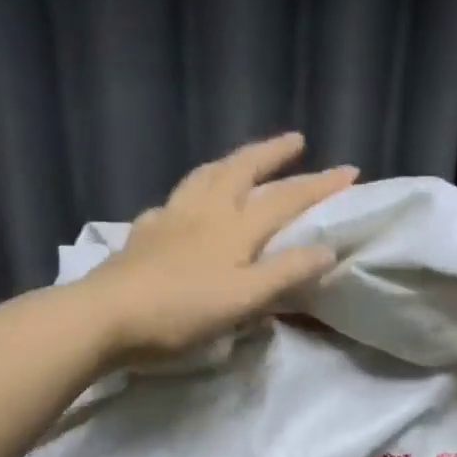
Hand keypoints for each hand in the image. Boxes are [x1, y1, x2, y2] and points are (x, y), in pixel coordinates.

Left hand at [85, 133, 358, 360]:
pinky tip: (185, 206)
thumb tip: (327, 248)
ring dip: (230, 162)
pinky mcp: (143, 233)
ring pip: (205, 176)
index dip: (319, 184)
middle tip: (294, 140)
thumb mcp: (244, 299)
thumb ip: (286, 272)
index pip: (286, 198)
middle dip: (272, 153)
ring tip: (242, 159)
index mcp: (234, 227)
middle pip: (241, 170)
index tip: (350, 171)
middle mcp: (204, 211)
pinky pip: (173, 202)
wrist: (105, 316)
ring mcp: (169, 217)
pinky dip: (190, 194)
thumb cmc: (181, 311)